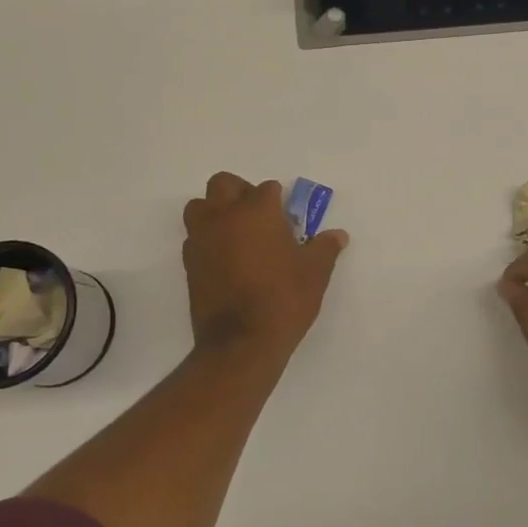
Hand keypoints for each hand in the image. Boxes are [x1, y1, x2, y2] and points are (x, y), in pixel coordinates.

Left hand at [182, 172, 347, 368]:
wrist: (241, 342)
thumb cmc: (284, 299)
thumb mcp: (315, 273)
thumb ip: (325, 248)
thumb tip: (338, 235)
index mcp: (258, 211)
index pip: (267, 188)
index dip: (279, 201)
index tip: (288, 220)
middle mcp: (225, 216)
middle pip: (224, 184)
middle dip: (240, 192)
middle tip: (258, 215)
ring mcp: (202, 238)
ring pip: (199, 206)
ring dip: (215, 211)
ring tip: (235, 232)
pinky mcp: (189, 263)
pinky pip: (194, 236)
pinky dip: (207, 238)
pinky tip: (224, 258)